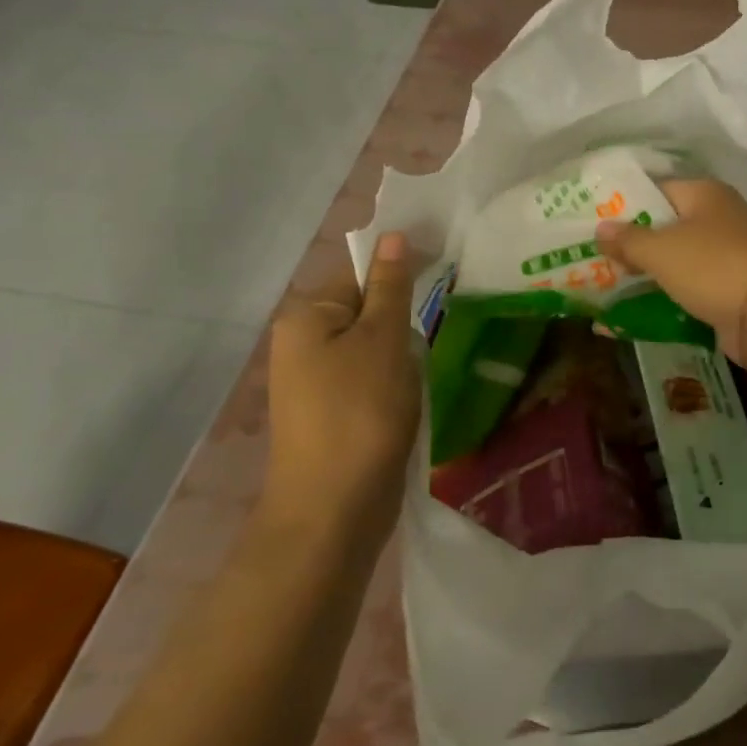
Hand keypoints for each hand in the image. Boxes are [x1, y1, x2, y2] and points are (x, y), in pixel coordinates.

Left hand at [267, 233, 419, 528]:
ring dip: (403, 350)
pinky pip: (369, 376)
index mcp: (307, 317)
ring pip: (372, 345)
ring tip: (427, 364)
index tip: (444, 270)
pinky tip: (413, 392)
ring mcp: (315, 381)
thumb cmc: (361, 412)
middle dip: (403, 316)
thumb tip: (394, 235)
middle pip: (366, 308)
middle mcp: (302, 343)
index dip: (401, 268)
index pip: (359, 271)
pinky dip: (394, 378)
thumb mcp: (383, 339)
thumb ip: (391, 285)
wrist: (334, 510)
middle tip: (440, 321)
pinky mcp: (333, 412)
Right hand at [594, 179, 746, 365]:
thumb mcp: (661, 250)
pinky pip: (690, 285)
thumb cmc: (712, 267)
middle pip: (667, 225)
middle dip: (633, 242)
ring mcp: (728, 253)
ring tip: (607, 284)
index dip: (625, 204)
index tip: (593, 223)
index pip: (656, 189)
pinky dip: (669, 294)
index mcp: (705, 193)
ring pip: (678, 258)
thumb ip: (628, 239)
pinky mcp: (731, 286)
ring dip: (650, 271)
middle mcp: (719, 216)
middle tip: (595, 257)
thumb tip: (600, 228)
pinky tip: (639, 306)